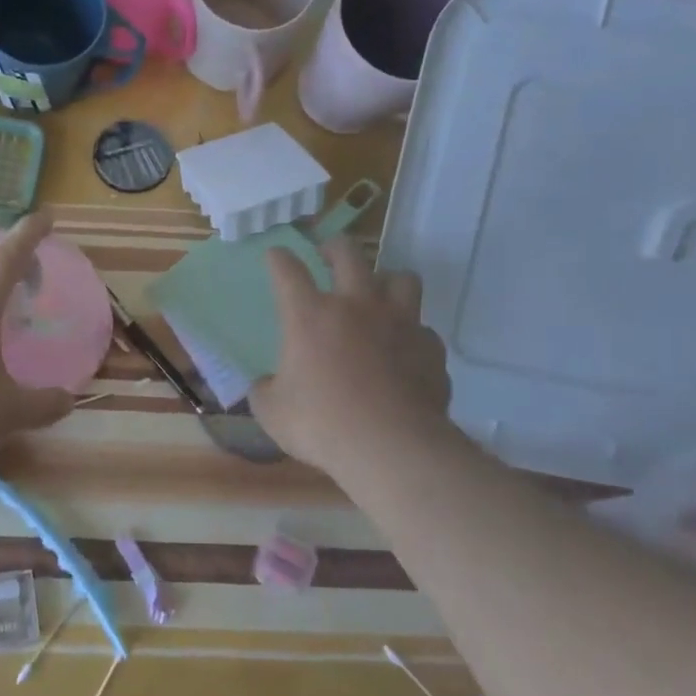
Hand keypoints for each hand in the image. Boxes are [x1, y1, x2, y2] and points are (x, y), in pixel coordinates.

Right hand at [248, 236, 458, 477]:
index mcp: (310, 316)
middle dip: (334, 247)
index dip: (278, 258)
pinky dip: (411, 334)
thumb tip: (266, 384)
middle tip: (328, 255)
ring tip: (379, 293)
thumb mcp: (272, 412)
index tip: (275, 256)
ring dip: (387, 280)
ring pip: (402, 278)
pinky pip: (423, 329)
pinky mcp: (430, 348)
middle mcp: (356, 306)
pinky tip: (404, 351)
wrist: (392, 448)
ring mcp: (400, 323)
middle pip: (348, 254)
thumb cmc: (322, 425)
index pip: (288, 271)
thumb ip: (265, 390)